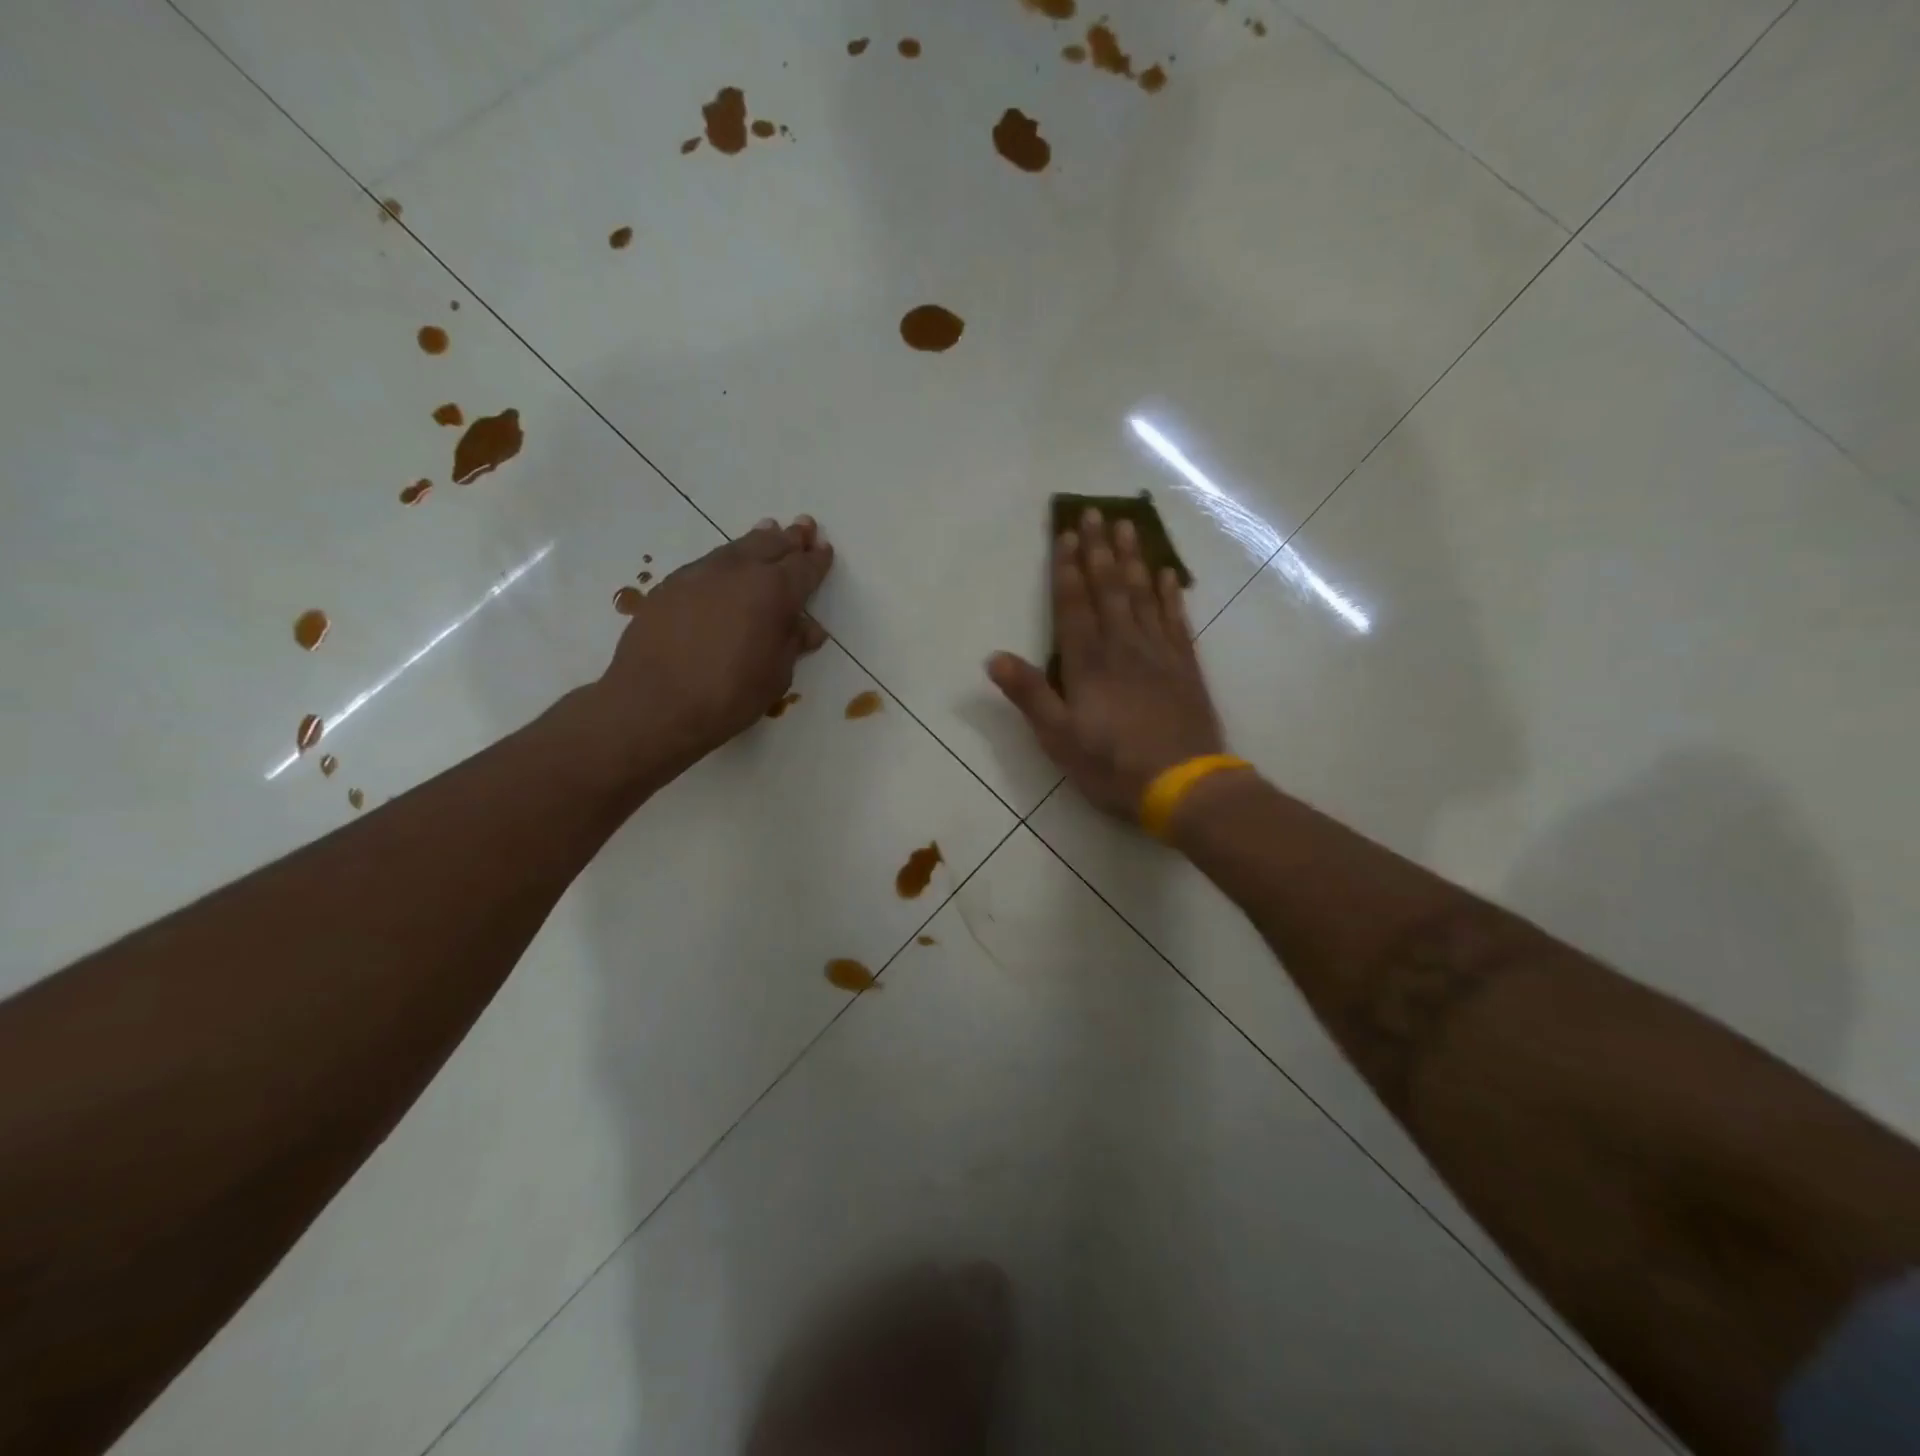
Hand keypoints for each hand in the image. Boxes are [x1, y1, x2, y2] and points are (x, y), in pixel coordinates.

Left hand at [582, 515, 833, 787]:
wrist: (653, 704)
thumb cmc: (728, 696)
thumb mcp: (775, 675)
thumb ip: (791, 644)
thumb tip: (807, 627)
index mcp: (773, 591)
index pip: (803, 568)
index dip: (817, 560)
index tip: (825, 550)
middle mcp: (738, 571)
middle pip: (770, 545)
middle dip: (790, 538)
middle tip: (803, 527)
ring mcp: (699, 574)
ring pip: (736, 548)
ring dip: (757, 540)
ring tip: (769, 531)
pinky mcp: (670, 585)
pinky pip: (708, 564)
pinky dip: (726, 560)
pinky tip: (727, 568)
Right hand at [987, 510, 1226, 822]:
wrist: (1183, 785)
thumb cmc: (1112, 765)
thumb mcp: (1058, 738)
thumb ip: (1028, 694)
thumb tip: (993, 657)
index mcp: (1088, 663)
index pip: (1074, 604)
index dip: (1067, 568)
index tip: (1066, 532)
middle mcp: (1123, 646)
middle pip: (1109, 588)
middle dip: (1098, 549)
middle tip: (1094, 511)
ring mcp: (1158, 653)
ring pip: (1142, 595)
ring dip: (1133, 559)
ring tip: (1127, 526)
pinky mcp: (1185, 666)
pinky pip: (1176, 619)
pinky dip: (1170, 594)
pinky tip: (1167, 574)